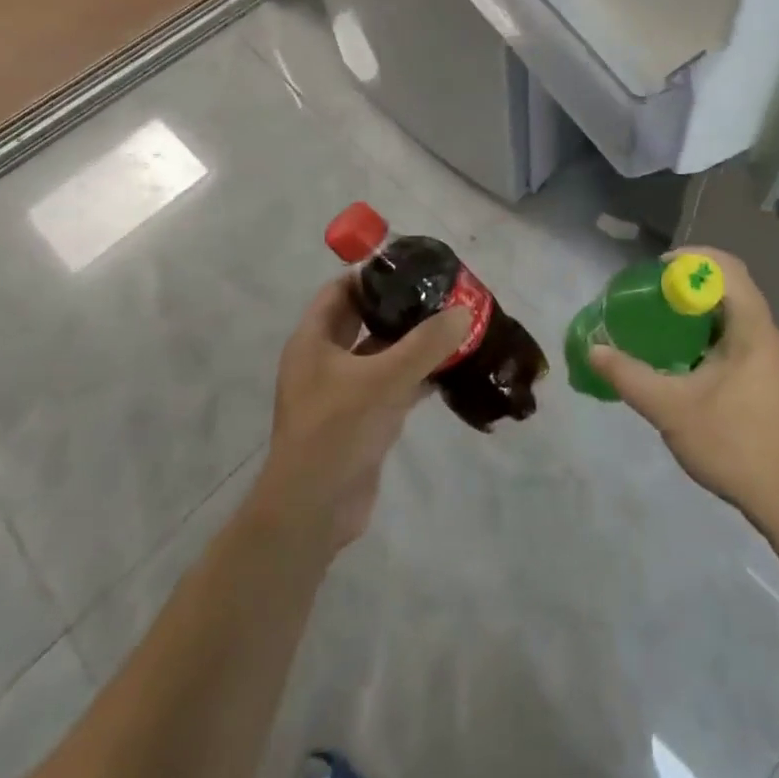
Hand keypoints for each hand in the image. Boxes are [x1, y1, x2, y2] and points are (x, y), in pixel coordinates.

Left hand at [249, 275, 470, 552]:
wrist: (314, 511)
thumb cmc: (337, 430)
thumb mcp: (384, 379)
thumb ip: (425, 344)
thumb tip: (464, 312)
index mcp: (314, 340)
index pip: (341, 290)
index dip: (372, 275)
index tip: (412, 265)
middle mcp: (324, 360)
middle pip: (363, 320)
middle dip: (399, 307)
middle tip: (440, 294)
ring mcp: (341, 392)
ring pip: (380, 355)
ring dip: (412, 343)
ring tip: (452, 326)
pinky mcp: (359, 420)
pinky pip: (390, 386)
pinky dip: (415, 376)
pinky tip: (449, 369)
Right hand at [588, 247, 778, 527]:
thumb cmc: (733, 443)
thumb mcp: (671, 408)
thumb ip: (629, 376)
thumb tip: (593, 349)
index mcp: (753, 329)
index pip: (728, 269)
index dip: (693, 258)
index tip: (657, 268)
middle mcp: (766, 334)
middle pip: (731, 285)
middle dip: (691, 280)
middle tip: (653, 290)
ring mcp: (770, 357)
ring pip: (734, 312)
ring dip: (700, 306)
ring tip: (661, 316)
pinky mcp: (767, 378)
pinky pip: (735, 335)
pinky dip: (707, 330)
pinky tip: (681, 353)